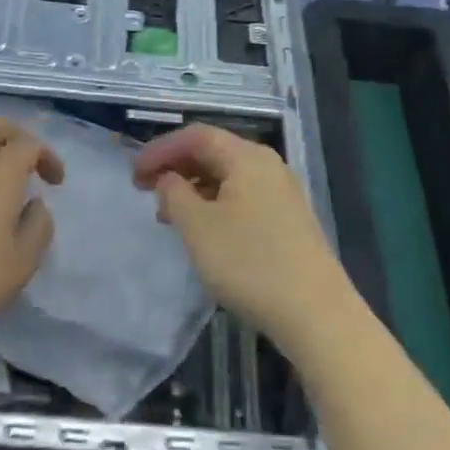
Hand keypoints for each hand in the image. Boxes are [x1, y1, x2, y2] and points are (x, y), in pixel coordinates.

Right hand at [133, 124, 352, 353]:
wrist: (316, 313)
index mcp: (247, 157)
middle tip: (145, 190)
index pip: (196, 136)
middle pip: (213, 152)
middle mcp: (268, 165)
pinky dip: (214, 203)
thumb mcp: (198, 227)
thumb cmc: (250, 263)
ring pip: (228, 176)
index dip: (160, 149)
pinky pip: (242, 196)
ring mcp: (282, 192)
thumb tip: (169, 179)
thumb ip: (174, 194)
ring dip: (193, 187)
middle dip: (176, 166)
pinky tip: (202, 230)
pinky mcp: (288, 219)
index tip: (133, 174)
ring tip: (167, 214)